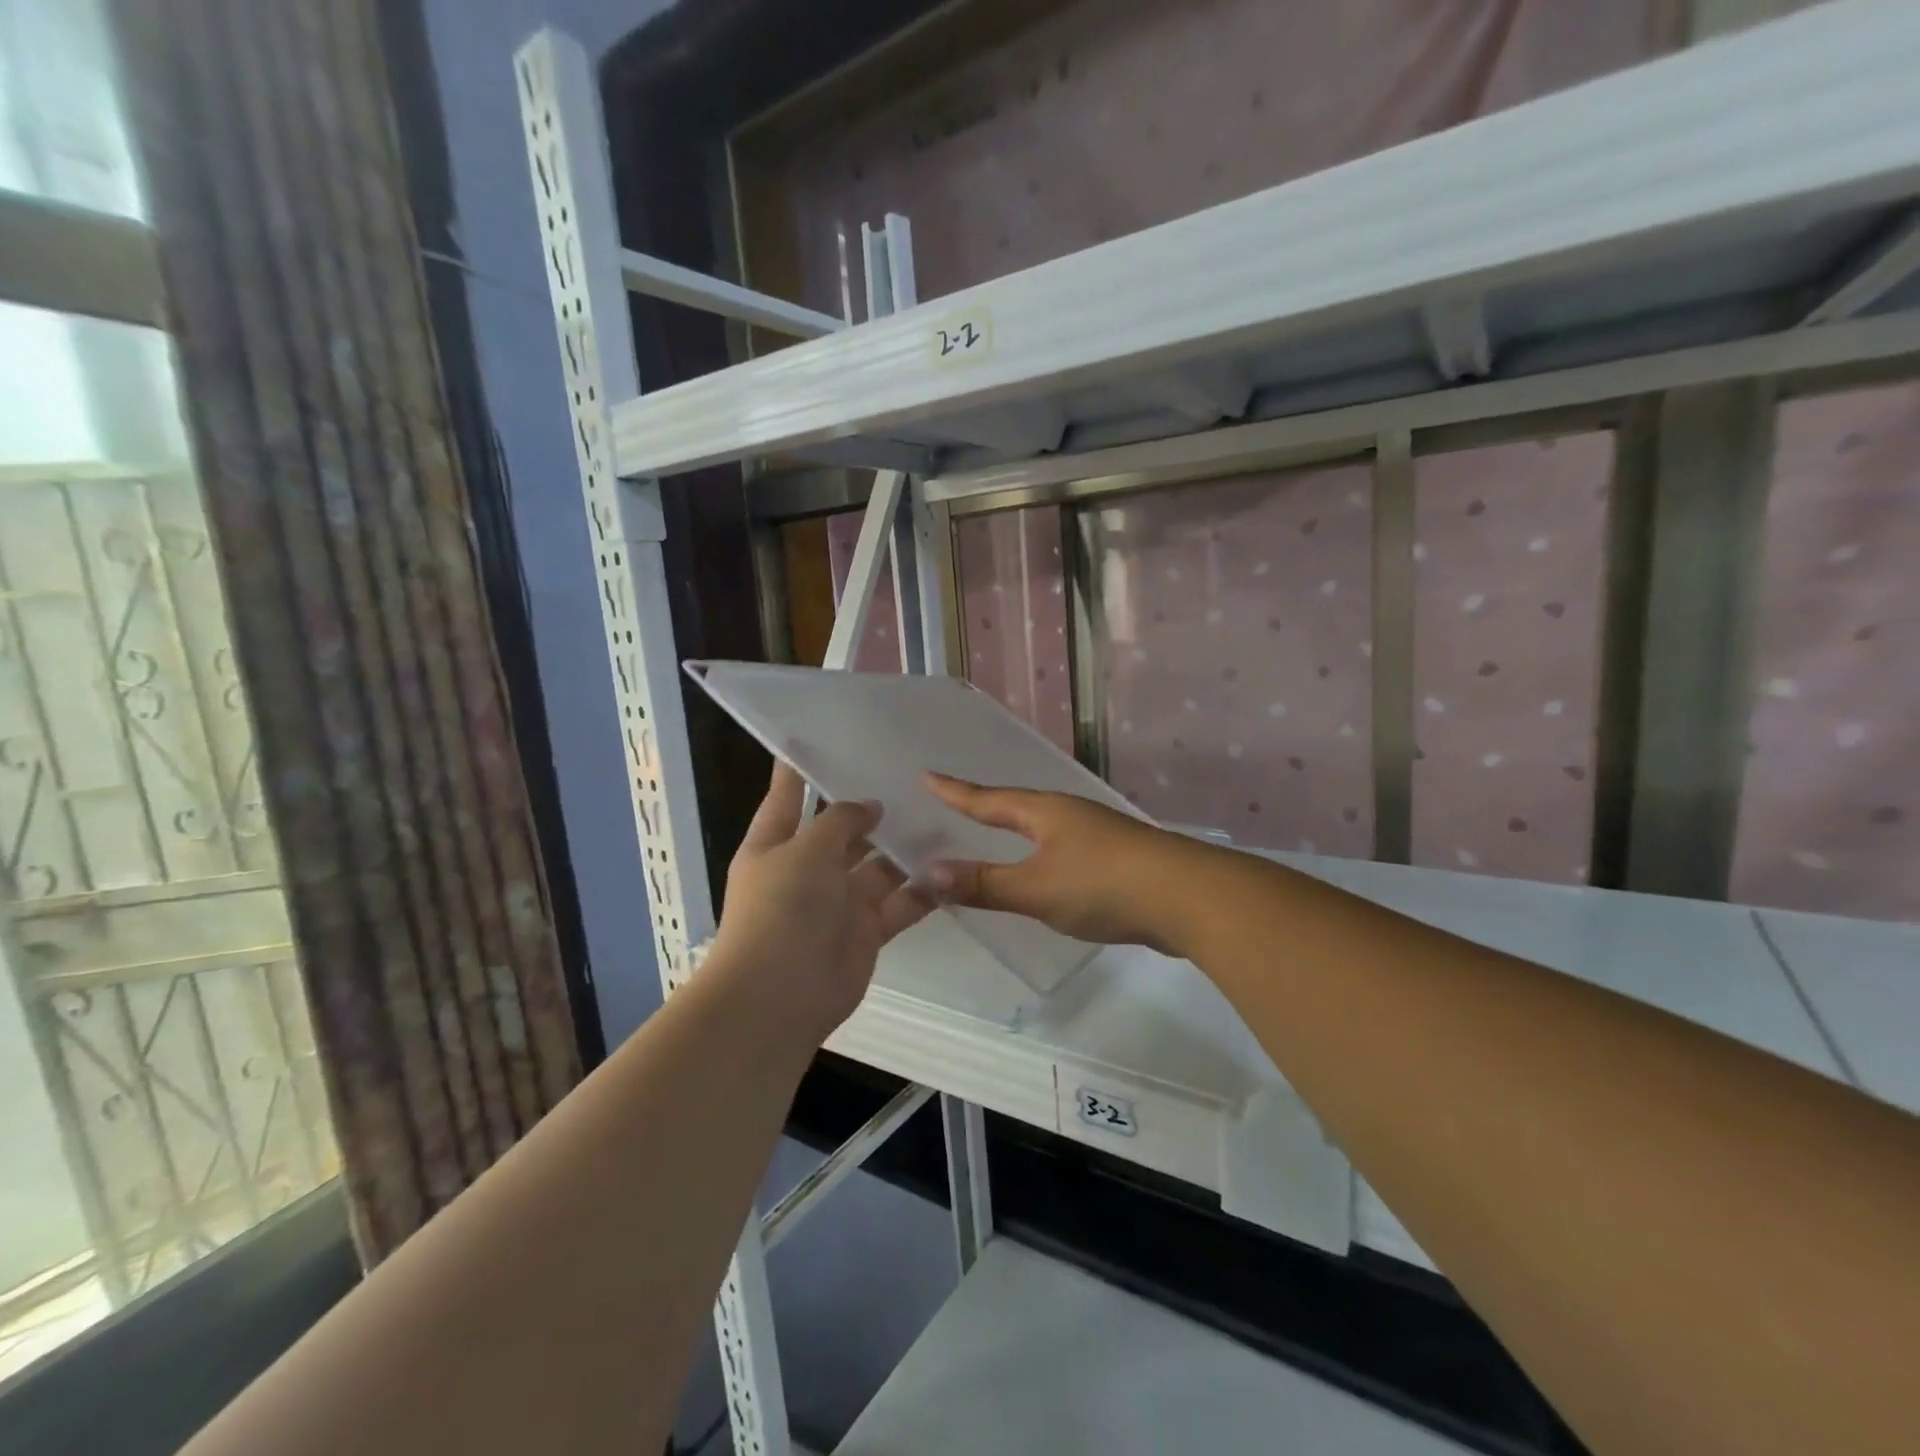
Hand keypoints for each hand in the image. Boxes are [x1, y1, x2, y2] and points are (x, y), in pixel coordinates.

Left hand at [708, 765, 932, 1042]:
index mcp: (775, 844)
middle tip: (911, 775)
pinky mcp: (867, 932)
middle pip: (841, 831)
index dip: (800, 767)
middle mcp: (807, 869)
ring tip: (943, 815)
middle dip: (870, 808)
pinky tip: (953, 866)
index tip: (824, 736)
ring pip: (878, 866)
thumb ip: (839, 821)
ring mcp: (839, 902)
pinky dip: (923, 889)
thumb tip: (868, 806)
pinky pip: (901, 903)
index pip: (789, 795)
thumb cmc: (781, 910)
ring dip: (904, 847)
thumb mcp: (806, 851)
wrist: (778, 999)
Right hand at [923, 774, 1193, 950]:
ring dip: (1017, 829)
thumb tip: (929, 872)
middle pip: (1018, 806)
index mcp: (1045, 812)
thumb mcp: (1035, 887)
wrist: (1187, 898)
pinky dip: (1042, 854)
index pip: (989, 799)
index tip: (927, 775)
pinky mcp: (1118, 859)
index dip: (956, 792)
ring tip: (998, 831)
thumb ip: (985, 883)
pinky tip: (1046, 869)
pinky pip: (1065, 849)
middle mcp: (1069, 814)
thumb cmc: (1103, 884)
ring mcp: (1097, 834)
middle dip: (987, 805)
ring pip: (1045, 826)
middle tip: (958, 802)